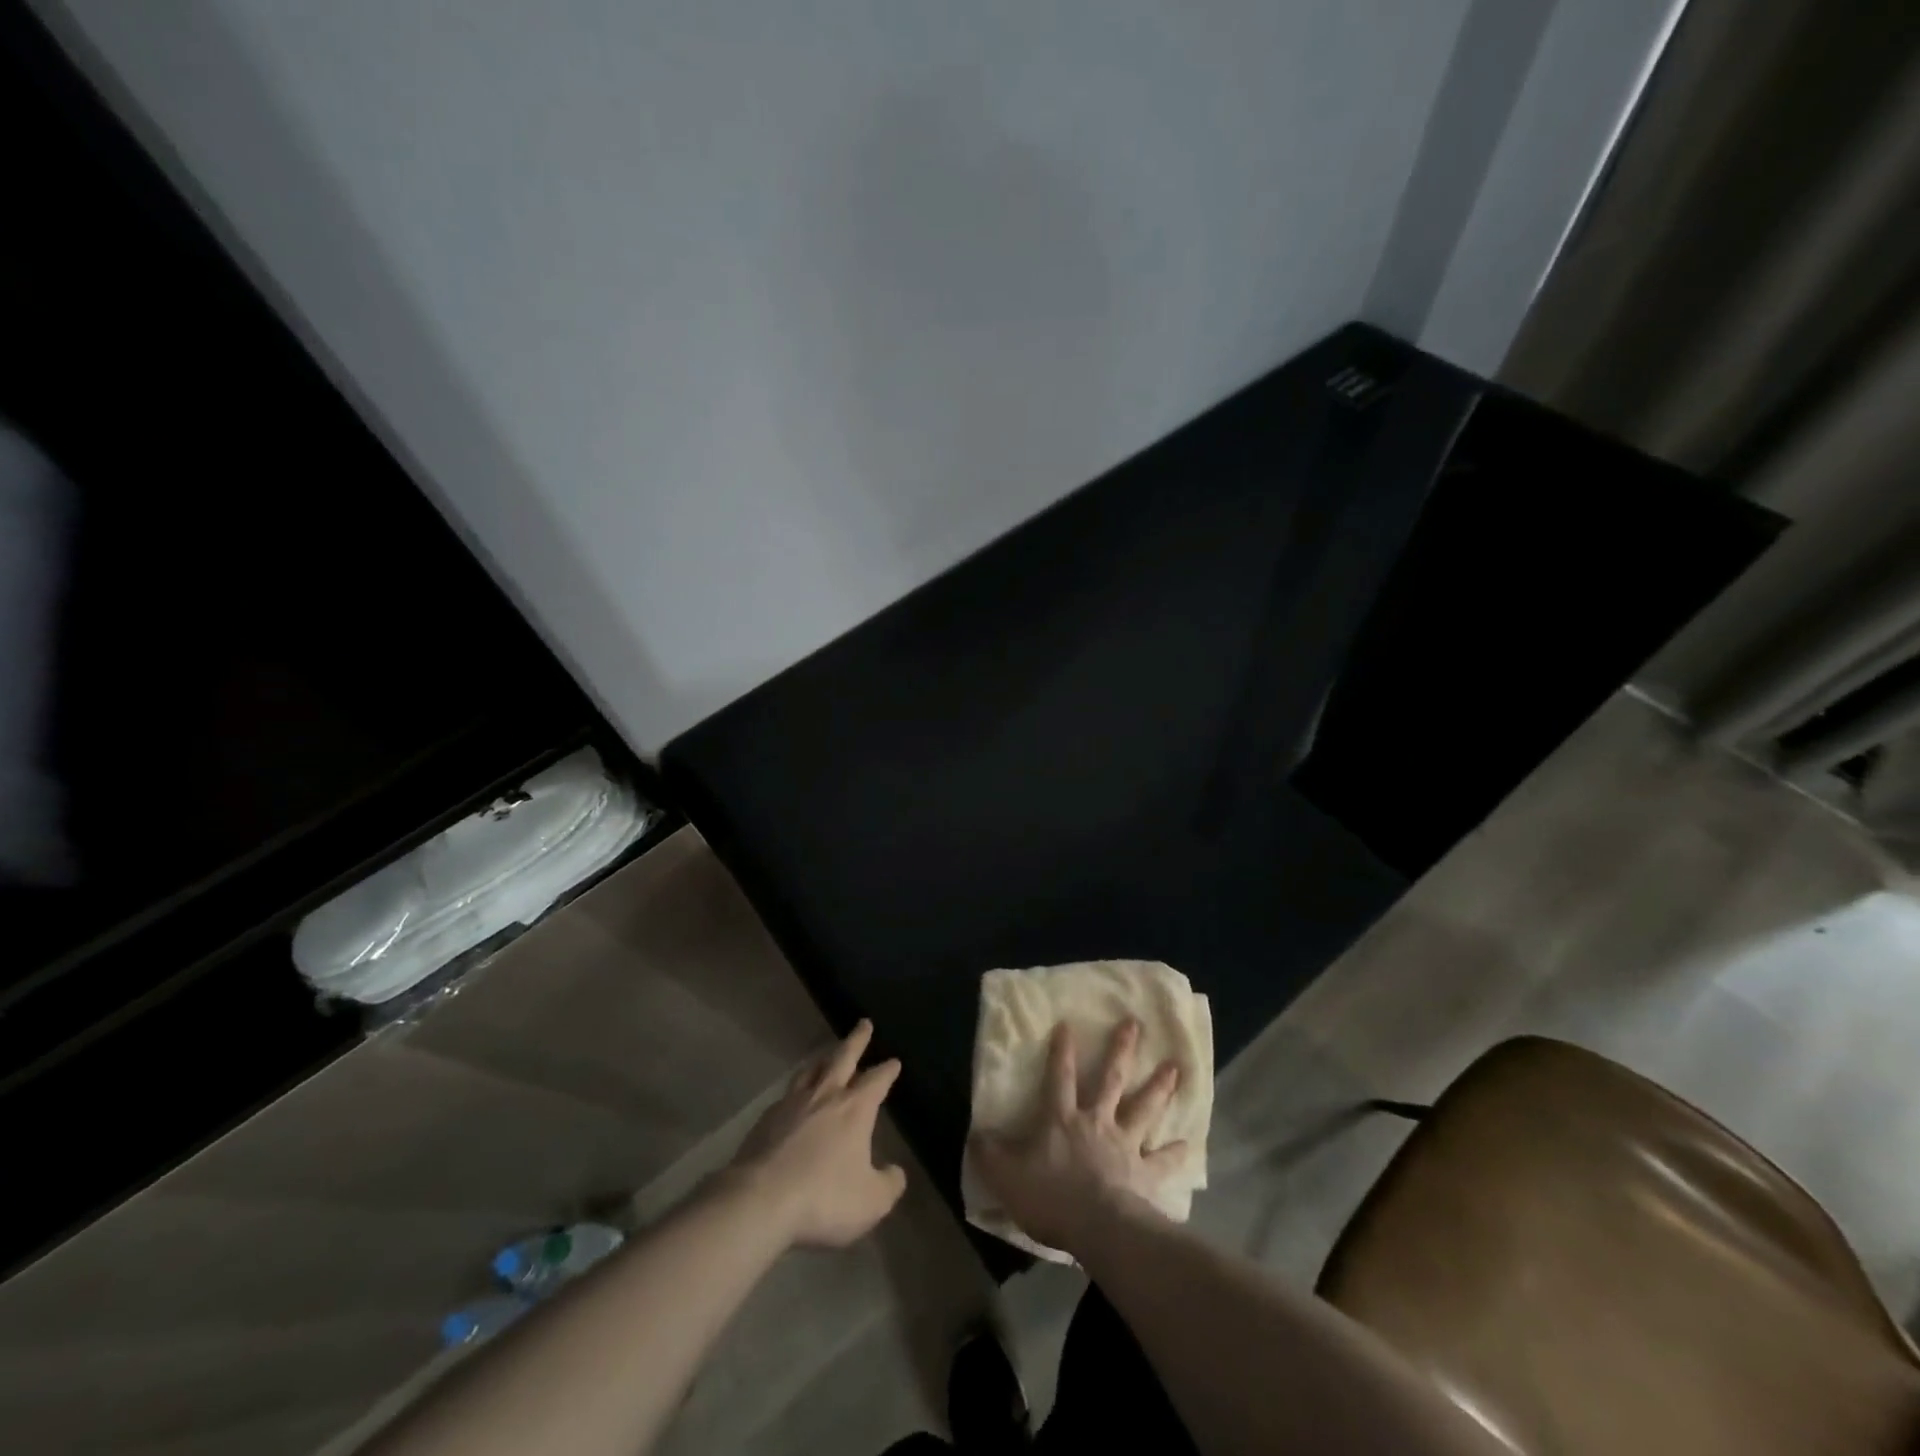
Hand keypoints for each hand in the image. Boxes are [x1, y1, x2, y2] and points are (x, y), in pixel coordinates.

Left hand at [727, 1019, 907, 1248]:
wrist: (760, 1200)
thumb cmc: (824, 1197)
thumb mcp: (871, 1202)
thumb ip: (888, 1185)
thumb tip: (895, 1173)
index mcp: (855, 1109)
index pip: (877, 1081)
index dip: (887, 1071)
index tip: (894, 1062)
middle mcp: (825, 1095)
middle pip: (843, 1057)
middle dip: (857, 1040)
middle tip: (864, 1024)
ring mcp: (792, 1103)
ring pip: (811, 1070)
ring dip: (823, 1058)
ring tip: (827, 1054)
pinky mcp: (766, 1119)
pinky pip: (787, 1094)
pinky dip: (797, 1089)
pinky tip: (795, 1098)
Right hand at [971, 1018, 1186, 1255]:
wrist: (1098, 1227)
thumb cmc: (1050, 1197)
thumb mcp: (1006, 1176)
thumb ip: (990, 1153)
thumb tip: (975, 1134)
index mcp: (1062, 1119)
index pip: (1059, 1077)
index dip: (1062, 1051)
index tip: (1068, 1024)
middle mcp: (1096, 1122)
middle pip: (1111, 1080)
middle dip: (1122, 1050)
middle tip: (1135, 1024)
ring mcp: (1125, 1145)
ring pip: (1143, 1109)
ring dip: (1159, 1087)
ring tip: (1175, 1068)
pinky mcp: (1145, 1174)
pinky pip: (1162, 1161)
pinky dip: (1175, 1152)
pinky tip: (1187, 1144)